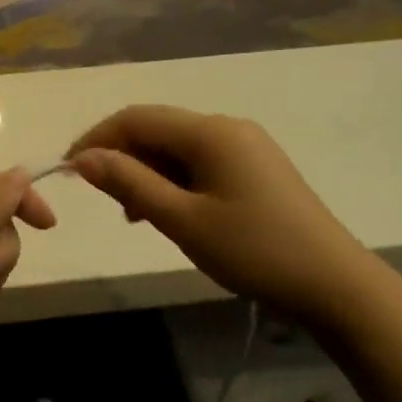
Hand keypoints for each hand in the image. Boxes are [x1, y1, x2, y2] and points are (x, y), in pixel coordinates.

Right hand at [67, 105, 380, 329]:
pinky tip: (166, 213)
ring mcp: (246, 147)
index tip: (67, 170)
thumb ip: (130, 183)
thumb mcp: (182, 220)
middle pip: (157, 129)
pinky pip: (200, 163)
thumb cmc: (253, 250)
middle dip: (122, 157)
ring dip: (146, 173)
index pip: (136, 118)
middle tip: (100, 198)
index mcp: (210, 132)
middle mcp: (227, 127)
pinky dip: (173, 182)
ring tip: (133, 215)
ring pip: (178, 148)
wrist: (334, 284)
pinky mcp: (256, 169)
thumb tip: (84, 158)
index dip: (97, 139)